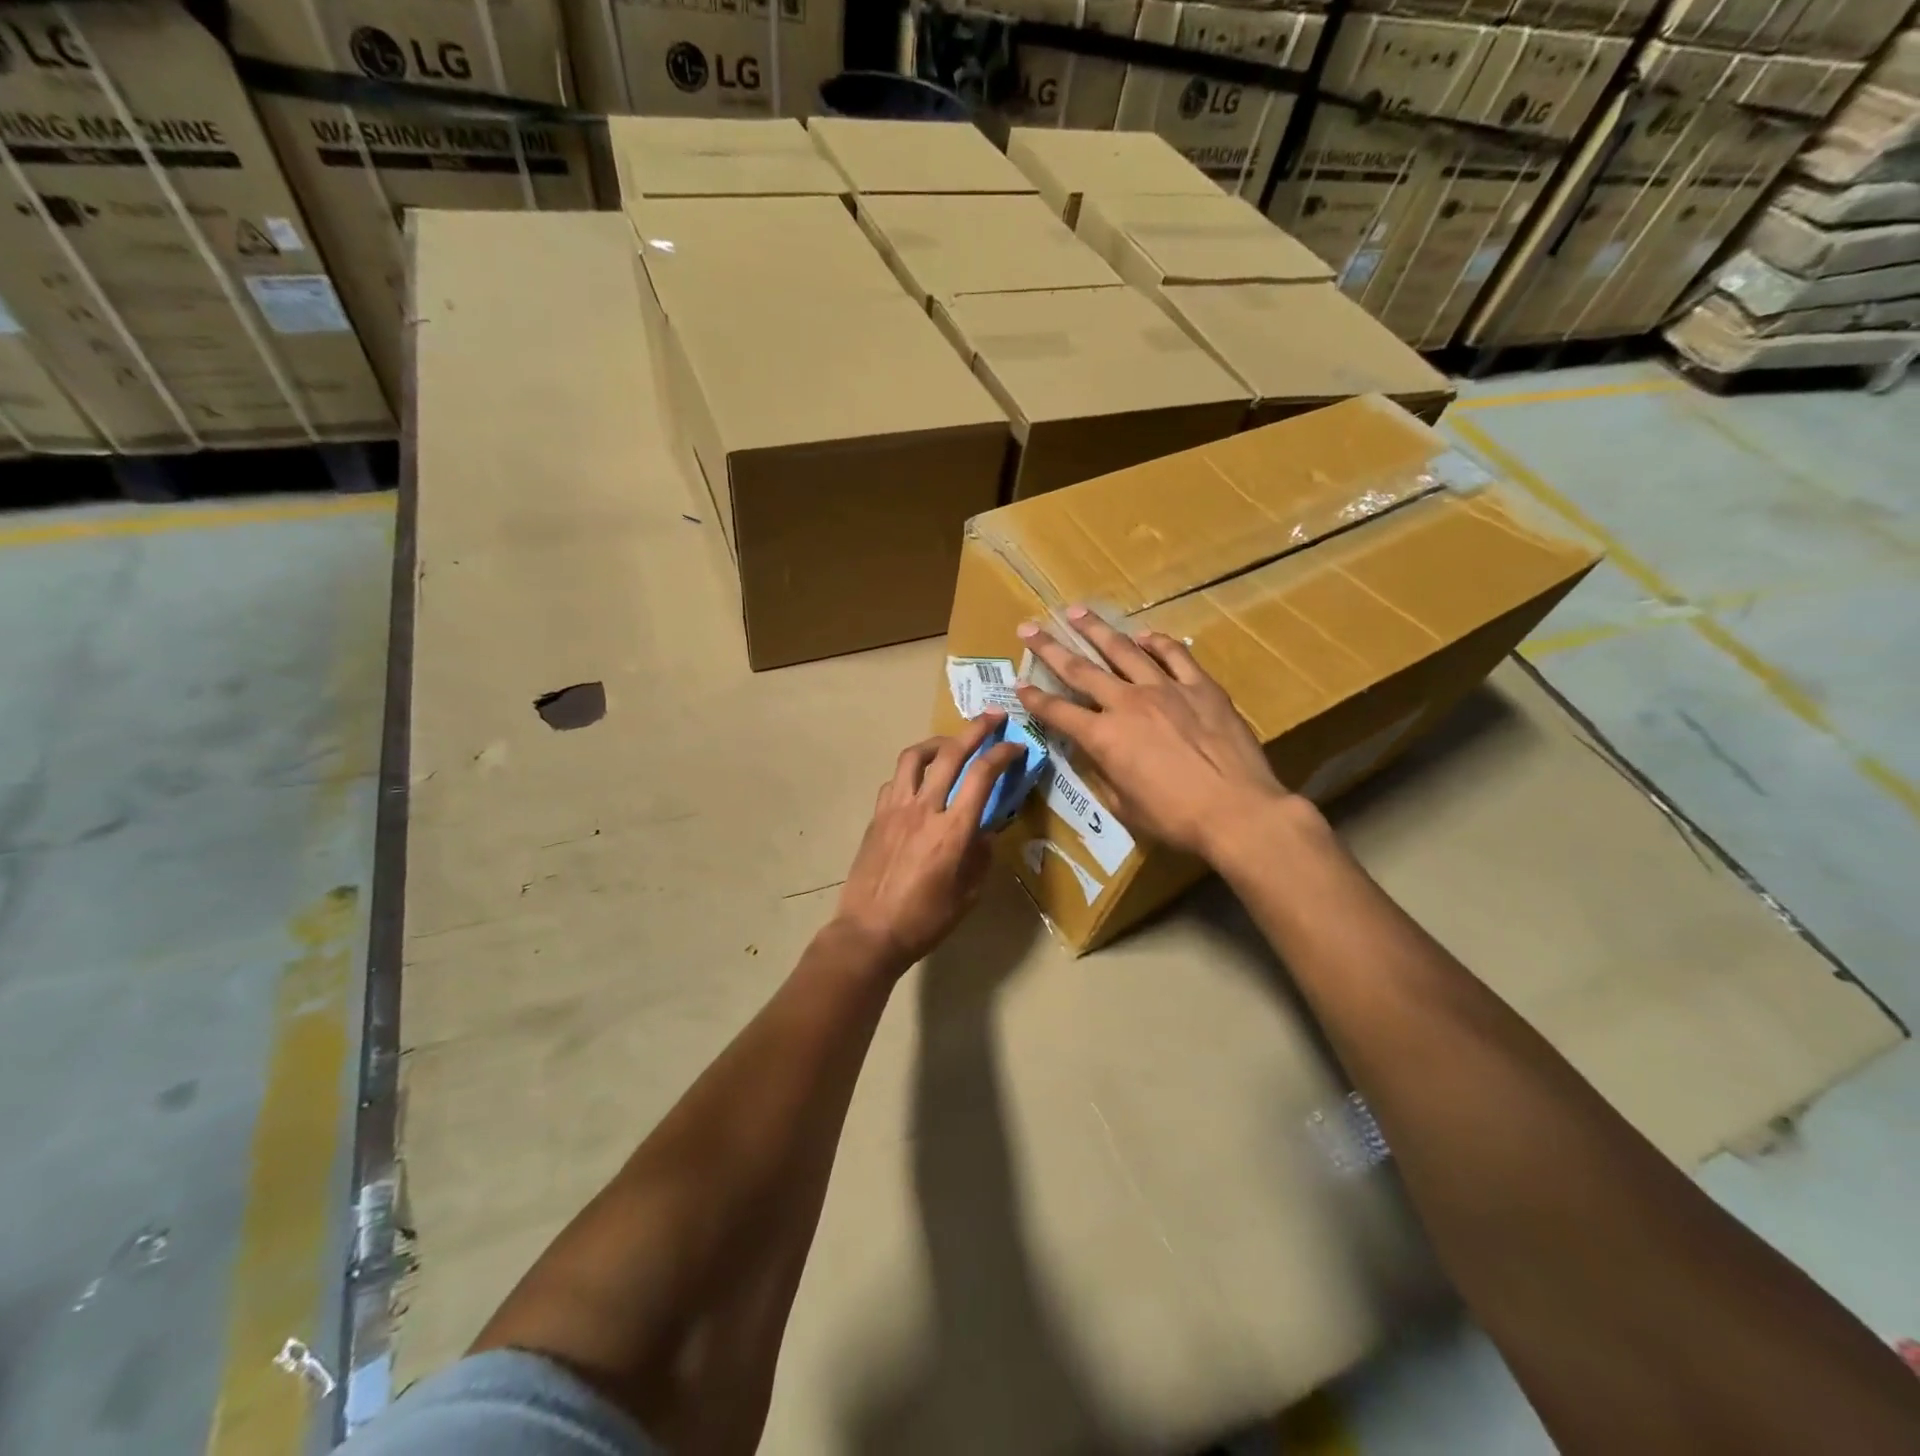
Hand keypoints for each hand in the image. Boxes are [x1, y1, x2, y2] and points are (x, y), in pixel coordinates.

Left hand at [833, 714, 1024, 971]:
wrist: (869, 932)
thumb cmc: (925, 920)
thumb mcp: (968, 894)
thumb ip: (981, 855)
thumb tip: (985, 830)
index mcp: (953, 830)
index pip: (982, 775)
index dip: (1003, 753)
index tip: (1017, 746)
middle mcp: (924, 808)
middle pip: (951, 753)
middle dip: (976, 729)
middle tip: (993, 716)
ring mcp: (895, 809)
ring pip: (915, 757)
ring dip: (938, 742)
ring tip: (951, 744)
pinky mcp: (877, 816)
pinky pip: (895, 781)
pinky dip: (912, 772)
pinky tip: (920, 783)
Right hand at [1015, 606, 1301, 863]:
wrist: (1237, 811)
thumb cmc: (1175, 819)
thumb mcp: (1124, 806)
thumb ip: (1104, 774)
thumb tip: (1097, 755)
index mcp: (1104, 737)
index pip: (1058, 712)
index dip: (1035, 699)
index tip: (1019, 684)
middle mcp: (1127, 703)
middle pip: (1080, 669)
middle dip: (1050, 647)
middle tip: (1030, 627)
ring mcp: (1166, 689)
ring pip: (1123, 650)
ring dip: (1096, 630)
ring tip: (1077, 612)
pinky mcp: (1201, 687)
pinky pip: (1175, 655)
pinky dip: (1156, 642)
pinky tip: (1144, 635)